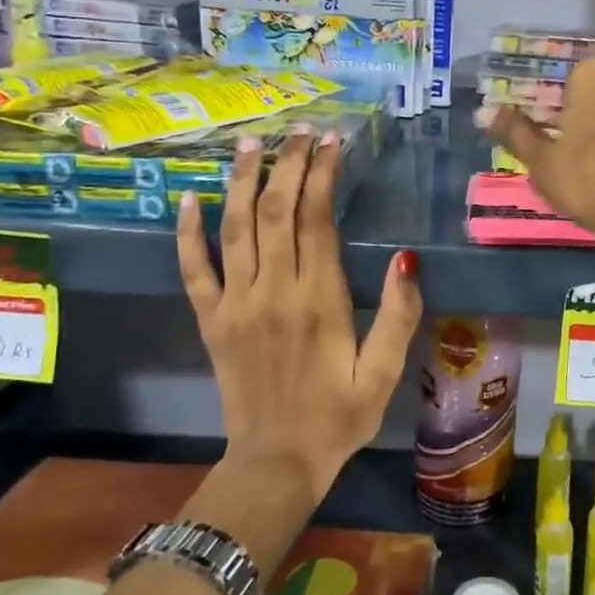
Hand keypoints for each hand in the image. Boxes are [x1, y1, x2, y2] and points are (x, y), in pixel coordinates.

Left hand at [177, 128, 422, 497]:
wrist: (275, 464)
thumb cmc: (339, 417)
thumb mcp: (384, 373)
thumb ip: (399, 315)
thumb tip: (405, 258)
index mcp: (319, 301)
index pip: (317, 220)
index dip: (322, 175)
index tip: (331, 143)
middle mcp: (273, 292)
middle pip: (276, 212)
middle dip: (287, 165)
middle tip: (298, 131)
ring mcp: (235, 305)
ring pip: (235, 228)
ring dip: (242, 182)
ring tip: (250, 143)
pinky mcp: (211, 321)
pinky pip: (193, 270)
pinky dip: (188, 233)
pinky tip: (188, 199)